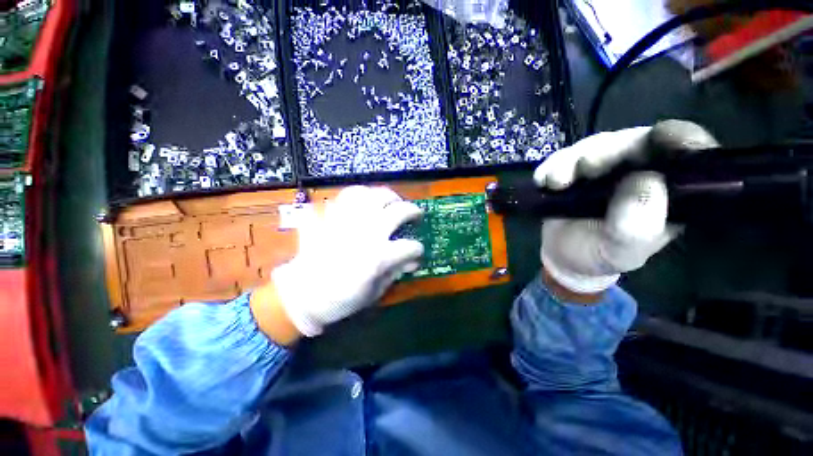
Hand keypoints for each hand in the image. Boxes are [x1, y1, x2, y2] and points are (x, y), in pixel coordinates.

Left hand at [270, 186, 424, 336]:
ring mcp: (346, 223)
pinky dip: (356, 195)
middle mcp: (365, 234)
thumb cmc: (341, 299)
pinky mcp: (330, 218)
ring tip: (391, 201)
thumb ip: (395, 272)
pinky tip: (363, 202)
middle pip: (397, 211)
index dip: (417, 249)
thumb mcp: (374, 292)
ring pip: (371, 196)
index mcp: (378, 257)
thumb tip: (411, 262)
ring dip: (386, 196)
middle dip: (412, 211)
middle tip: (415, 214)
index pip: (410, 247)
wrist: (302, 296)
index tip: (417, 252)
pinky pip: (344, 198)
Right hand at [533, 120, 718, 295]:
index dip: (677, 138)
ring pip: (596, 145)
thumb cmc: (599, 255)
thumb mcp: (621, 251)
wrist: (563, 255)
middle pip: (634, 141)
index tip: (657, 140)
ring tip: (555, 183)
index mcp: (669, 190)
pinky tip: (542, 181)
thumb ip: (637, 226)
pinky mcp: (575, 168)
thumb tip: (645, 180)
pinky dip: (552, 165)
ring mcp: (605, 166)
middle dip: (607, 152)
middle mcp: (641, 169)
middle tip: (583, 169)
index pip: (685, 151)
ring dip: (571, 160)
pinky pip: (564, 156)